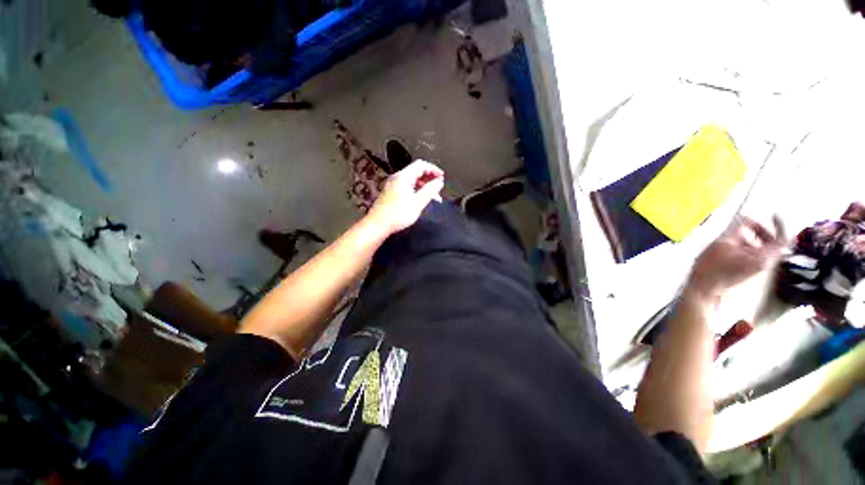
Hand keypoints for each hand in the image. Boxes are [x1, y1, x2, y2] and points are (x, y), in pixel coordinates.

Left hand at [367, 159, 444, 234]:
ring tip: (433, 196)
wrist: (378, 224)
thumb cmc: (398, 214)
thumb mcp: (417, 203)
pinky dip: (416, 189)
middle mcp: (397, 177)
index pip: (421, 165)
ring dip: (424, 185)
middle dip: (429, 177)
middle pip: (416, 171)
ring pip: (412, 179)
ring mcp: (393, 184)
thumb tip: (439, 182)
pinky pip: (407, 186)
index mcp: (404, 177)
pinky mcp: (391, 192)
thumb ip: (429, 191)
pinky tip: (421, 199)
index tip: (442, 178)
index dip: (433, 169)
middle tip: (439, 187)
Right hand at [689, 217, 786, 300]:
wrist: (705, 289)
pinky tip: (734, 244)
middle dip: (763, 230)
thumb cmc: (713, 267)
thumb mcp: (723, 245)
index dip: (780, 224)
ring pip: (764, 249)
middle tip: (747, 223)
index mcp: (764, 258)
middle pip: (774, 243)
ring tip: (737, 232)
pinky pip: (757, 255)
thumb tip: (746, 219)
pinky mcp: (751, 271)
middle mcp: (767, 264)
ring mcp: (759, 269)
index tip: (772, 214)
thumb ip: (738, 231)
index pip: (783, 238)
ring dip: (754, 237)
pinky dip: (750, 246)